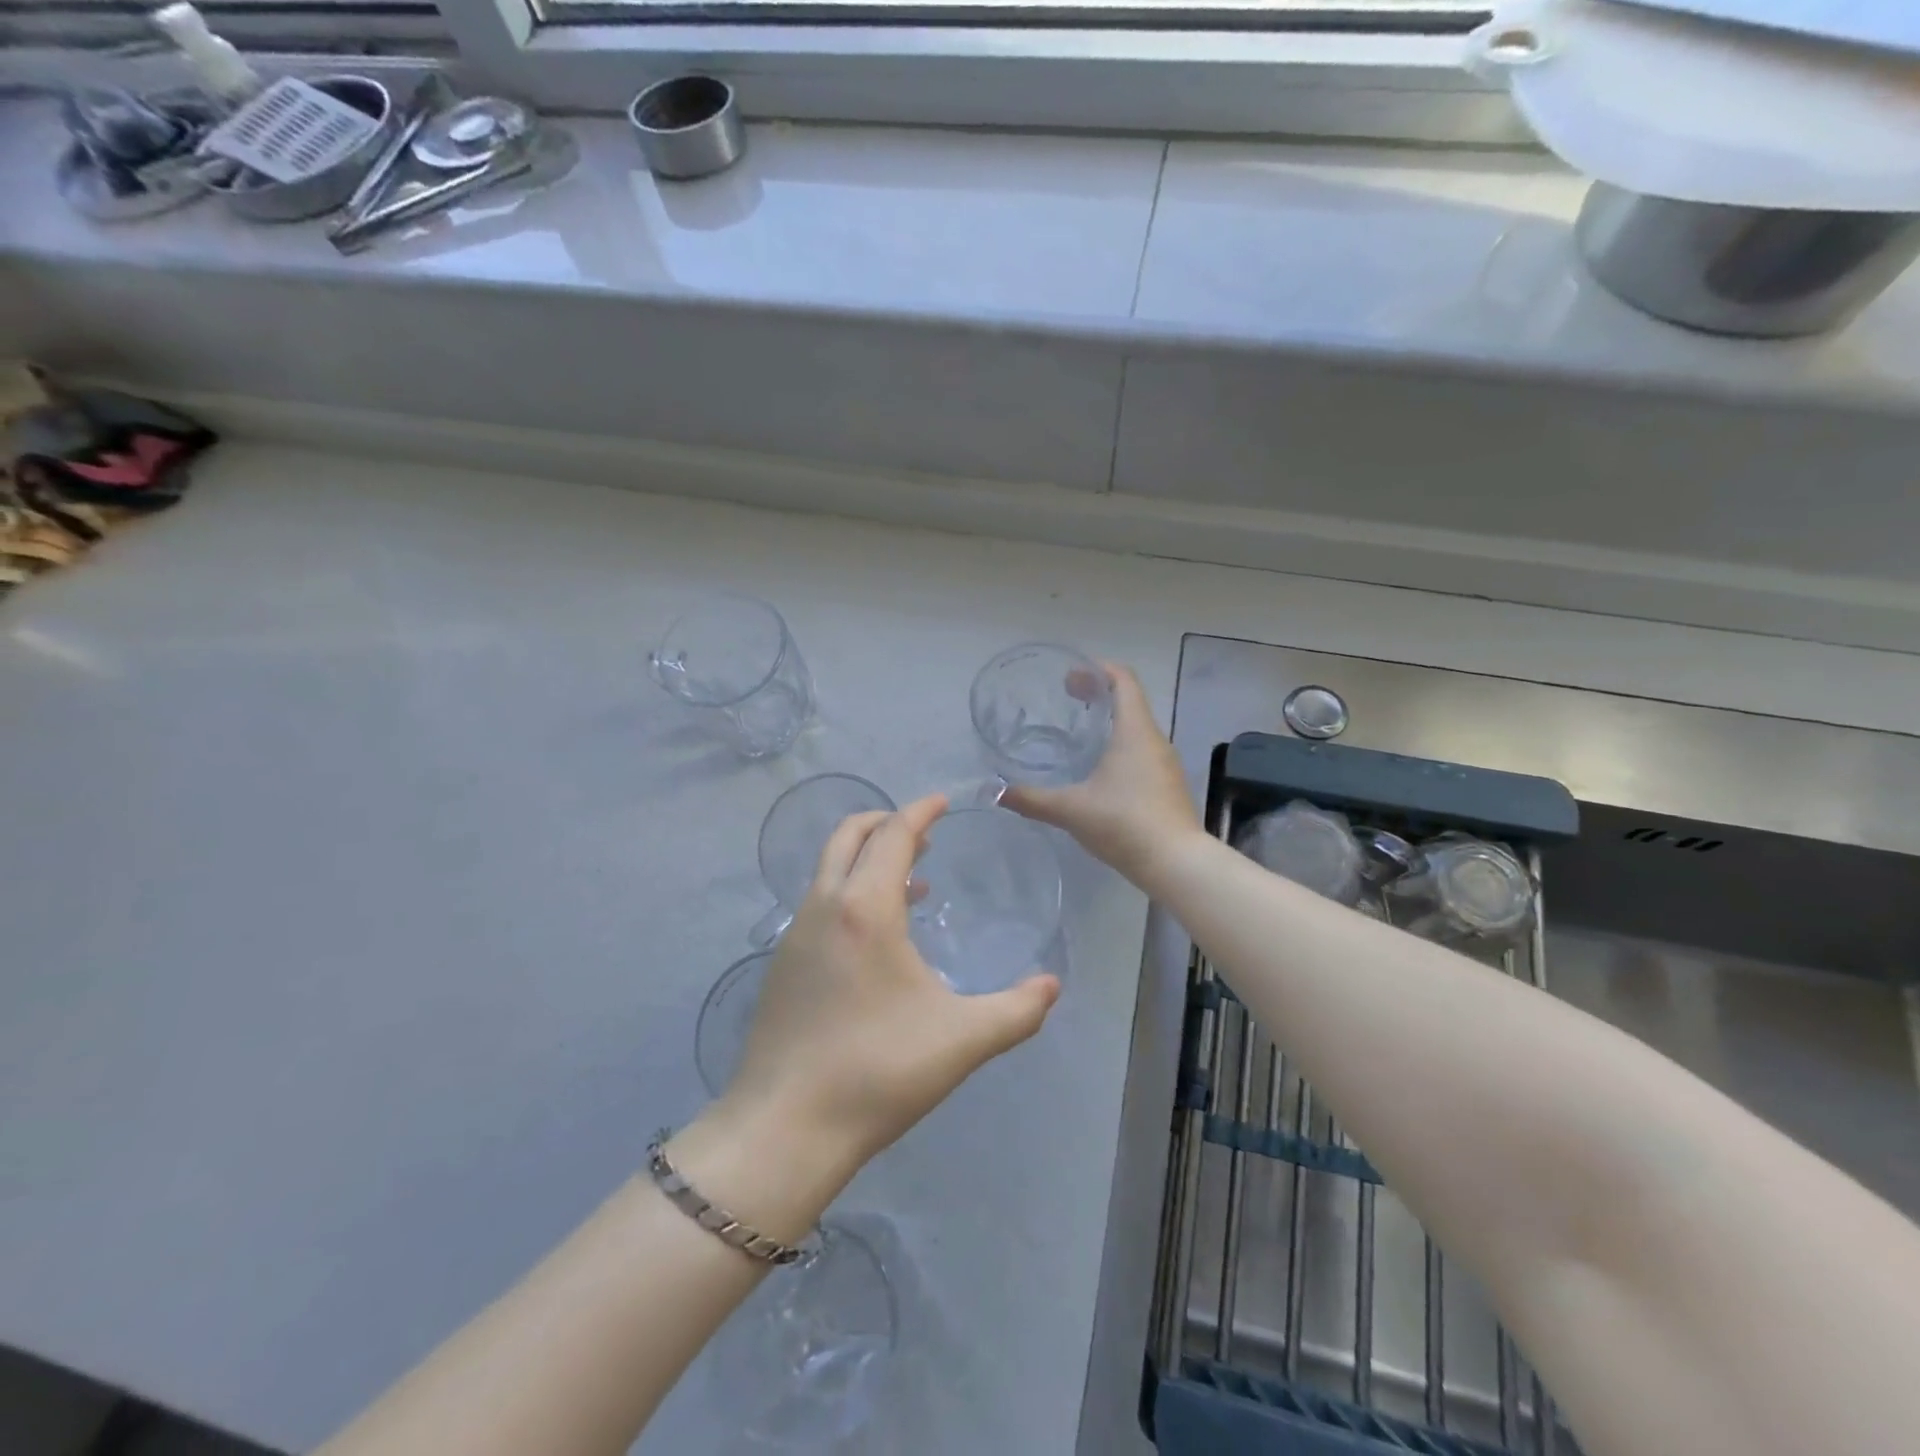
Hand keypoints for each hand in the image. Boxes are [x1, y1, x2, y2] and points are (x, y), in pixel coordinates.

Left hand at [716, 793, 1061, 1172]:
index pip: (893, 835)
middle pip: (849, 836)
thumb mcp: (961, 1040)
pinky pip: (820, 903)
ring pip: (830, 870)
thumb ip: (1016, 1010)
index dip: (920, 811)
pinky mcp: (782, 964)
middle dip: (886, 822)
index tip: (943, 802)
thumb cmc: (877, 1072)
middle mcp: (824, 906)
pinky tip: (878, 937)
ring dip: (867, 859)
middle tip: (924, 833)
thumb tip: (1052, 985)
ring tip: (912, 881)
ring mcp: (795, 934)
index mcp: (865, 908)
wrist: (784, 1128)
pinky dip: (850, 892)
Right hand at [1002, 663, 1202, 889]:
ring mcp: (1166, 763)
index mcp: (1134, 731)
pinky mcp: (1168, 785)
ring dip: (1111, 722)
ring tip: (1080, 734)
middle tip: (1067, 699)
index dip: (1098, 669)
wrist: (1177, 864)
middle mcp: (1155, 739)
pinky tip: (1101, 771)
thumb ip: (1031, 798)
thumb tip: (993, 791)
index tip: (1071, 675)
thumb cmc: (1124, 824)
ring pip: (1137, 728)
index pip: (1123, 680)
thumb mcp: (1070, 809)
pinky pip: (1143, 752)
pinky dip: (1121, 746)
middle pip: (1130, 701)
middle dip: (1099, 694)